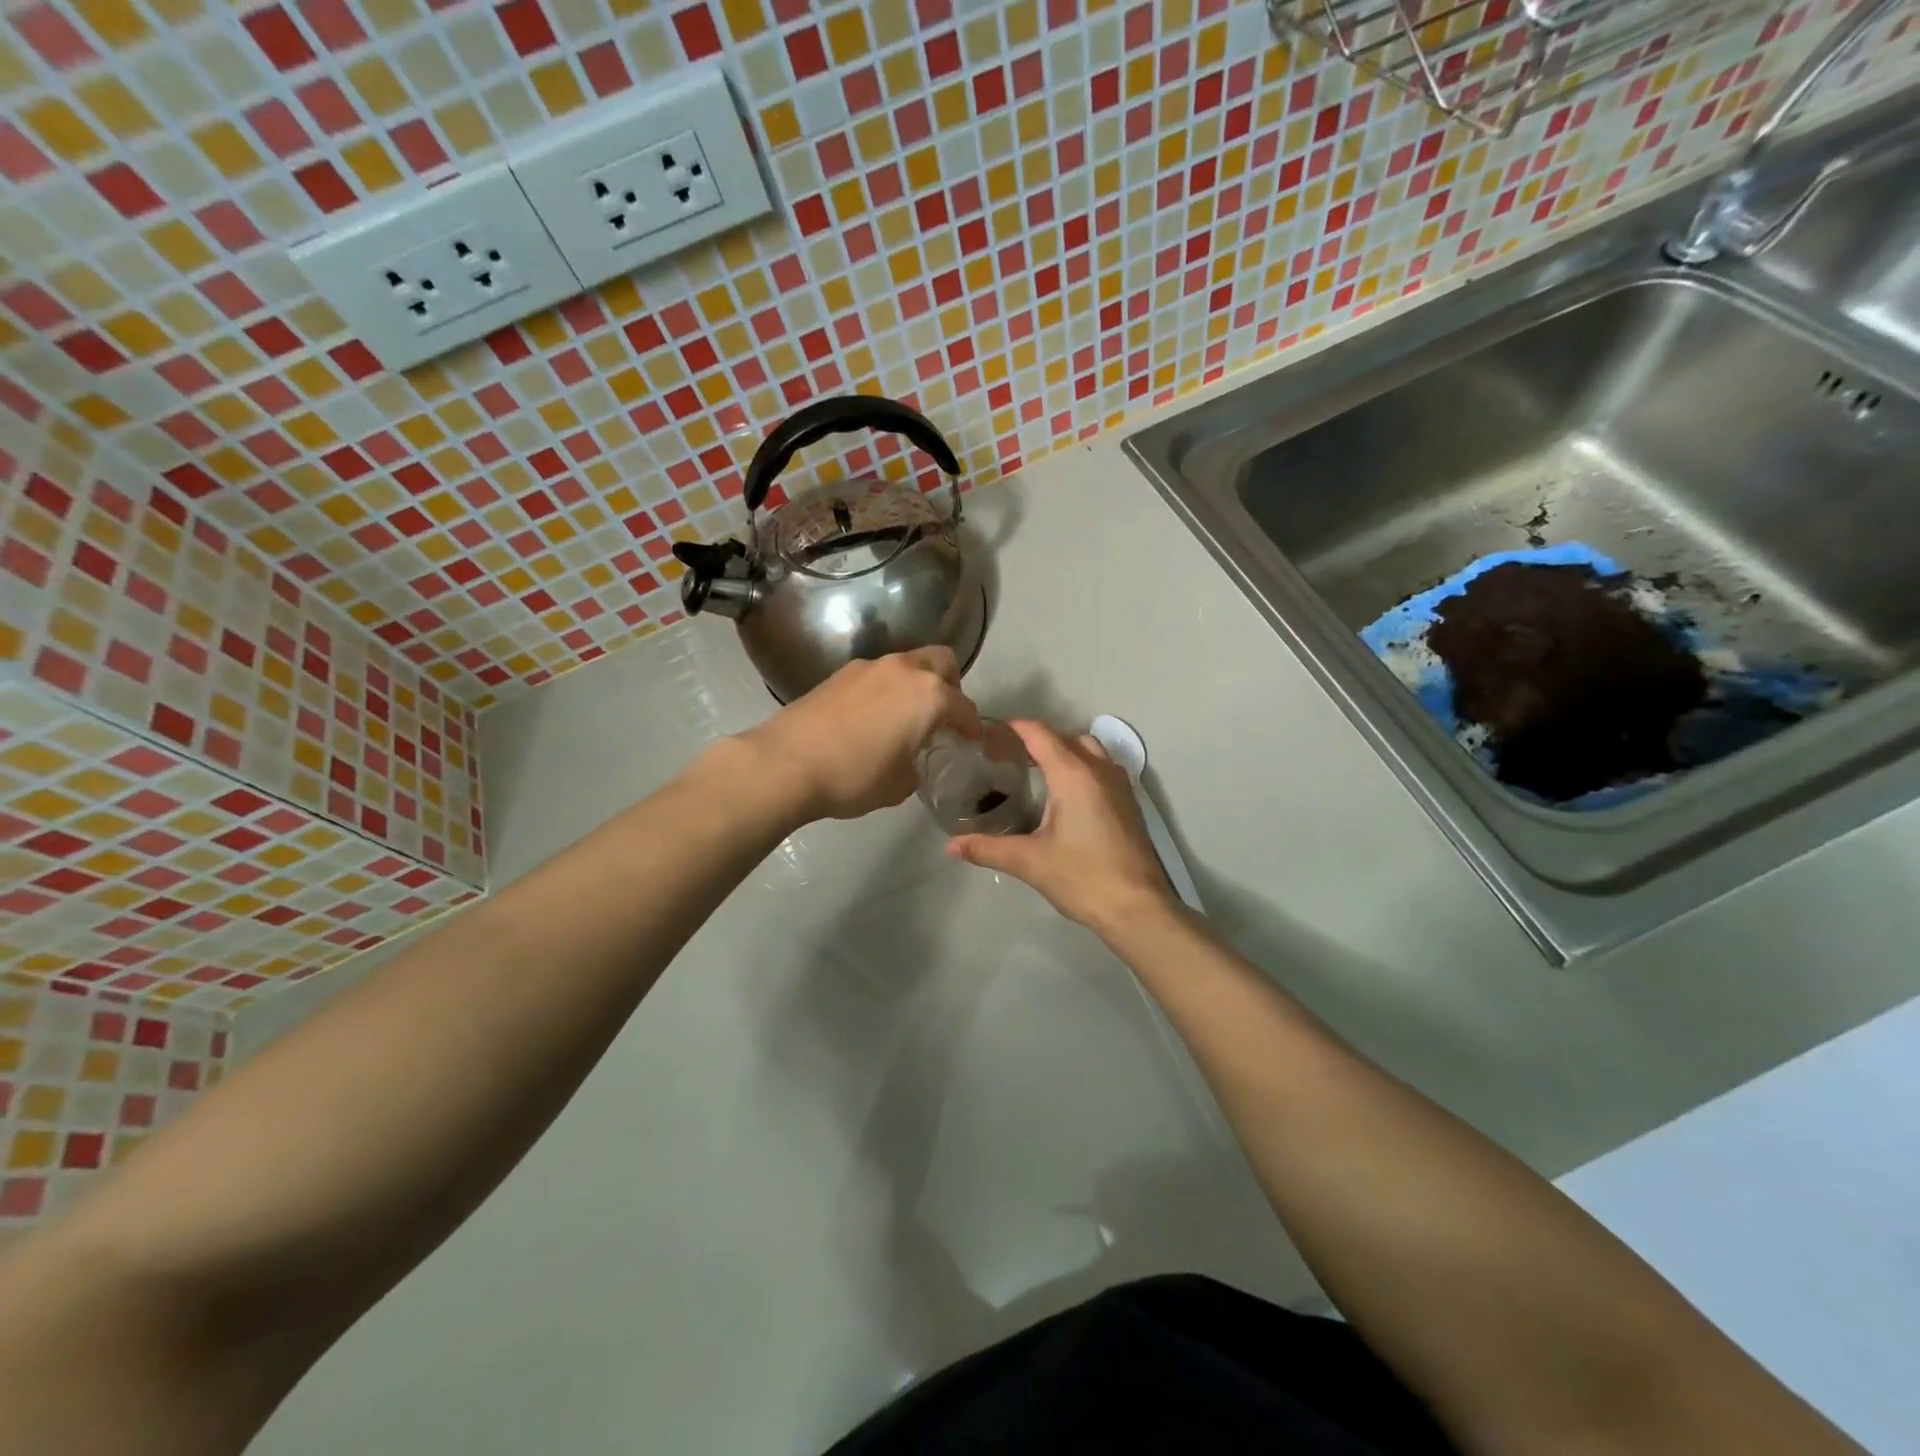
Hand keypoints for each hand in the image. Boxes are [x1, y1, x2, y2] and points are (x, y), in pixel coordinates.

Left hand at [734, 648, 981, 822]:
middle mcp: (904, 670)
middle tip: (943, 716)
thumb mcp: (900, 784)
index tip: (972, 740)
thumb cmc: (854, 776)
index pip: (964, 707)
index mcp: (929, 695)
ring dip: (915, 685)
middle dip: (950, 685)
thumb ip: (918, 764)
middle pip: (941, 662)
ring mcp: (869, 667)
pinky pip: (877, 676)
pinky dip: (886, 690)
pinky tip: (872, 719)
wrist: (786, 763)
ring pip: (907, 664)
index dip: (972, 727)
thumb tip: (912, 758)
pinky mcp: (840, 674)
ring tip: (905, 718)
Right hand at [947, 721, 1179, 938]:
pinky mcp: (1128, 803)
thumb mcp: (1029, 862)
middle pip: (1064, 738)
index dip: (1013, 729)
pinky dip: (1080, 767)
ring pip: (1088, 750)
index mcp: (1073, 775)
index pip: (1040, 734)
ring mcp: (1119, 785)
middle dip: (1035, 740)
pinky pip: (1101, 768)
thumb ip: (987, 848)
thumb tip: (951, 846)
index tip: (989, 735)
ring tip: (1034, 772)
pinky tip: (1064, 796)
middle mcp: (1099, 769)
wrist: (1138, 908)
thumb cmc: (1082, 877)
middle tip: (1005, 757)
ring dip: (1062, 751)